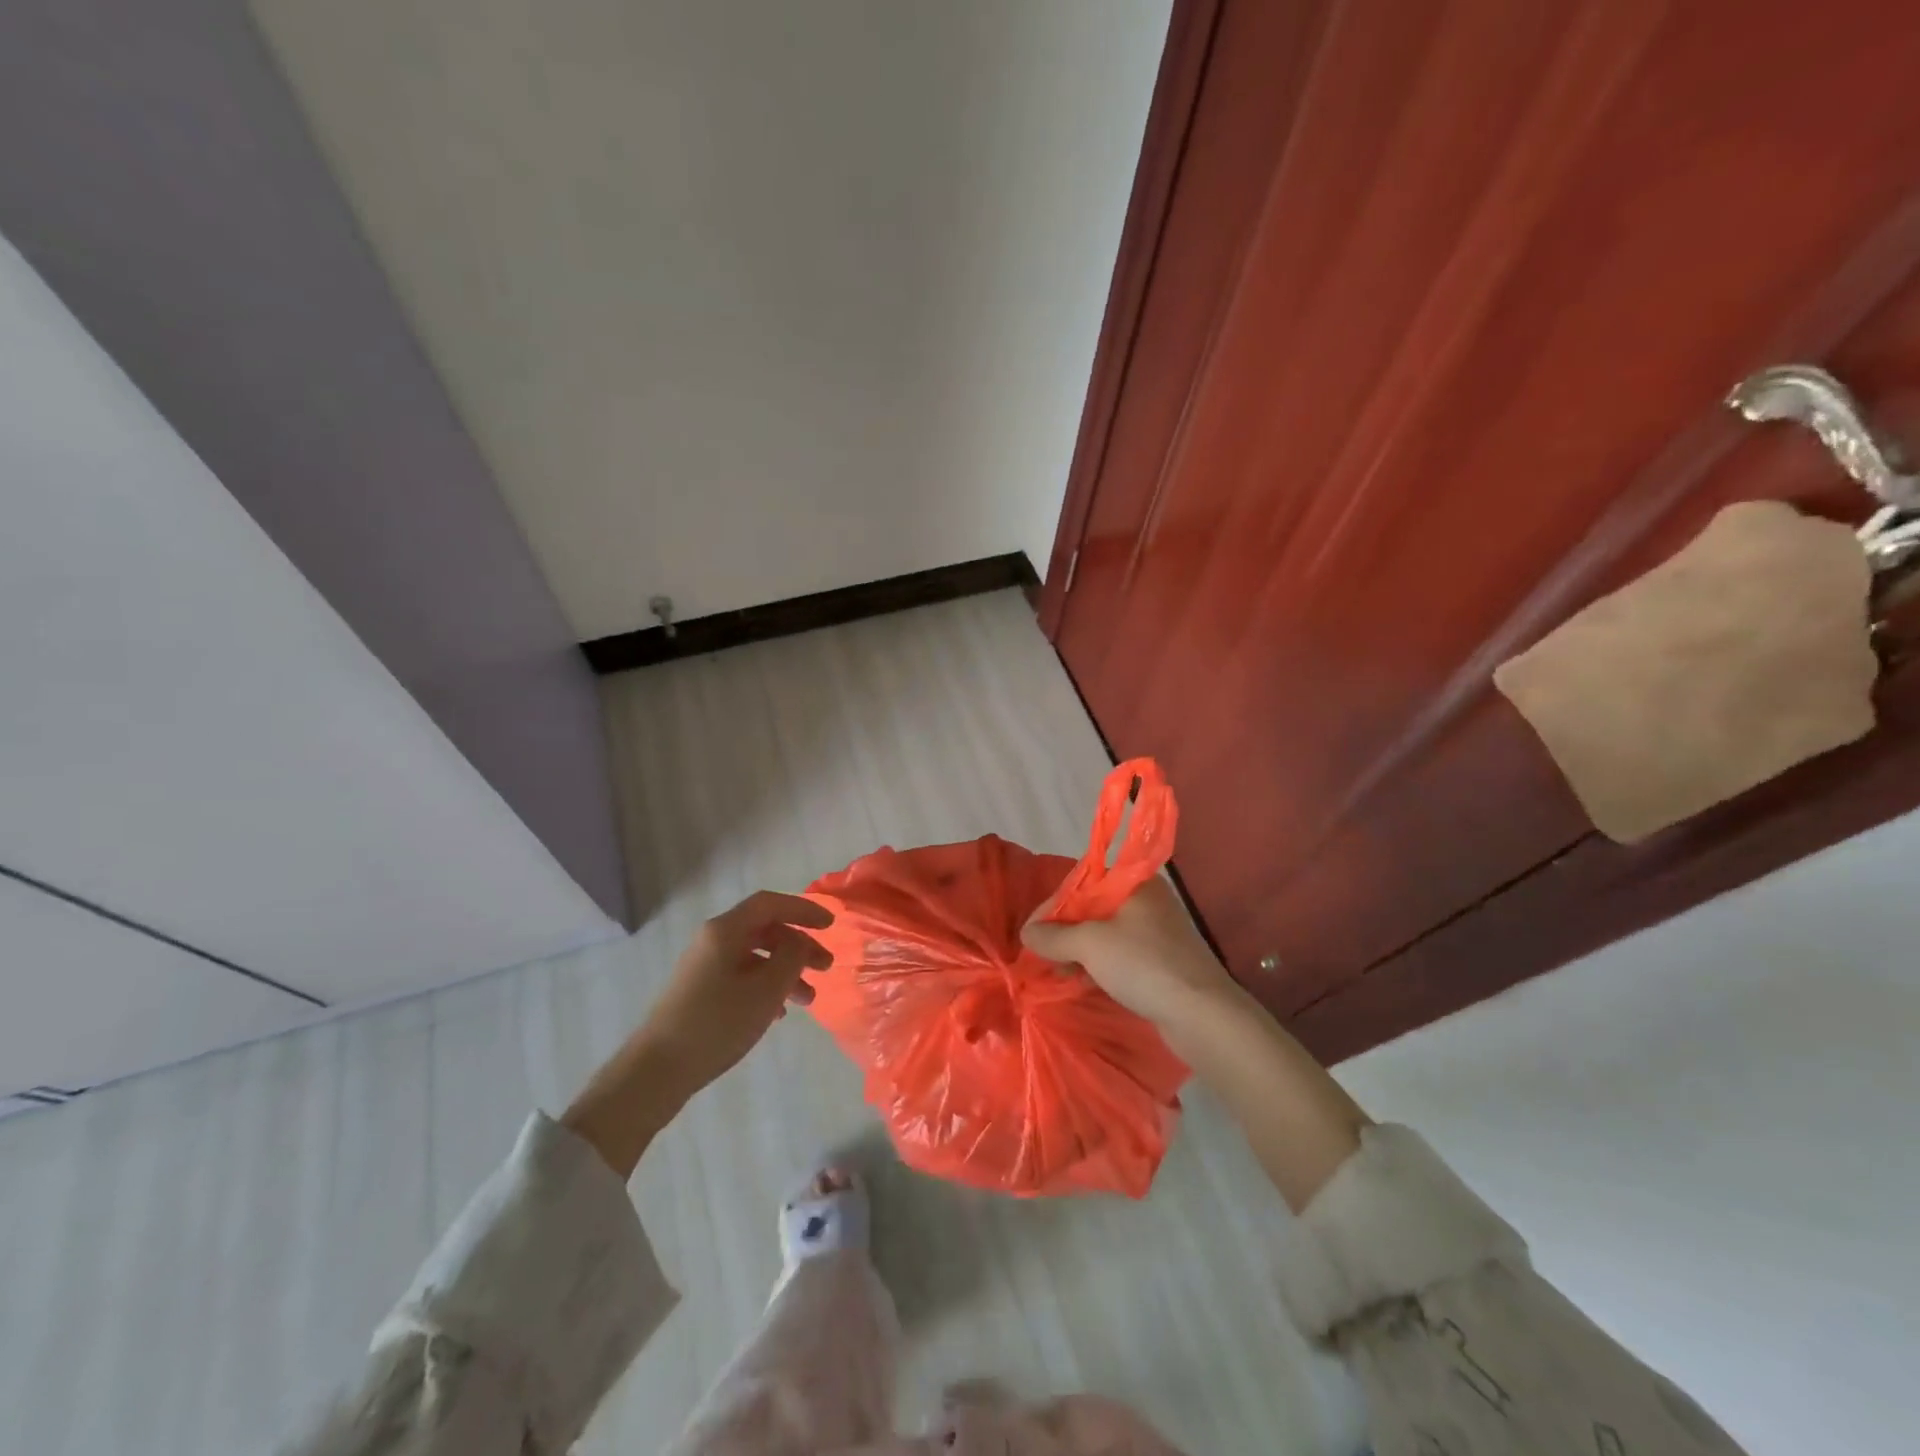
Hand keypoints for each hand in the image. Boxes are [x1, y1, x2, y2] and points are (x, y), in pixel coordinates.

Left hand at [564, 891, 834, 1178]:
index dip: (803, 910)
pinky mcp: (700, 992)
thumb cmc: (716, 1024)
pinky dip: (766, 987)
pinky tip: (779, 1013)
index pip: (770, 904)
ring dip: (786, 971)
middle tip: (826, 967)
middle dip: (799, 946)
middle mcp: (713, 941)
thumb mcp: (765, 990)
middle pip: (765, 930)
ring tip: (809, 1000)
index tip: (831, 925)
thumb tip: (800, 943)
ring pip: (756, 956)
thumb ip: (791, 958)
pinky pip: (742, 976)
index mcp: (725, 931)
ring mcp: (704, 967)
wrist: (656, 1071)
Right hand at [1021, 876, 1239, 1031]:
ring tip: (1060, 973)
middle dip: (1064, 931)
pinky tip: (1084, 982)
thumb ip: (1055, 936)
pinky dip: (1099, 966)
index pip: (1082, 882)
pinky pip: (1120, 956)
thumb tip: (1027, 933)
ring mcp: (1157, 933)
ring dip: (1079, 951)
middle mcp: (1147, 901)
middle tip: (1042, 955)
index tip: (1031, 932)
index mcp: (1135, 883)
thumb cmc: (1144, 964)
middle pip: (1093, 908)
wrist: (1203, 1015)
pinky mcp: (1162, 963)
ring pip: (1105, 935)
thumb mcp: (1091, 944)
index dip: (1053, 906)